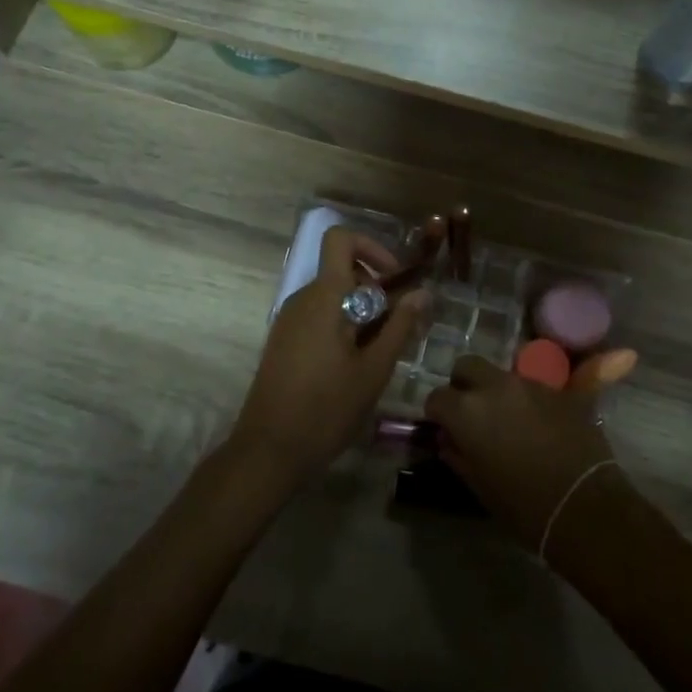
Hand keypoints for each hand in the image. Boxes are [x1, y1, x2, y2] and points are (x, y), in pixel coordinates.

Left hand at [228, 226, 428, 492]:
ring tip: (380, 350)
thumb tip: (423, 292)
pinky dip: (342, 324)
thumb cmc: (326, 409)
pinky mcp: (283, 340)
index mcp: (324, 296)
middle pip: (342, 270)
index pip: (340, 239)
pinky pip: (318, 315)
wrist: (267, 452)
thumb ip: (400, 326)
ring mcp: (288, 319)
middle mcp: (302, 298)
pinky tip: (355, 364)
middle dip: (375, 287)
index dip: (371, 247)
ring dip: (361, 309)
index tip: (394, 279)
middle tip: (398, 324)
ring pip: (332, 295)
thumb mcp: (373, 370)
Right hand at [423, 354, 621, 556]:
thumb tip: (448, 439)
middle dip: (463, 384)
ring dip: (496, 392)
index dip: (436, 414)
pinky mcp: (559, 390)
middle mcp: (495, 386)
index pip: (436, 397)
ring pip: (501, 374)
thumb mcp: (479, 486)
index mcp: (467, 410)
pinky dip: (526, 401)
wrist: (584, 504)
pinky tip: (536, 426)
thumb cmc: (523, 505)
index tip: (443, 429)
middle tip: (470, 412)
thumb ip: (457, 455)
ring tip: (507, 421)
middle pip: (467, 365)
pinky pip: (533, 387)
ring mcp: (529, 383)